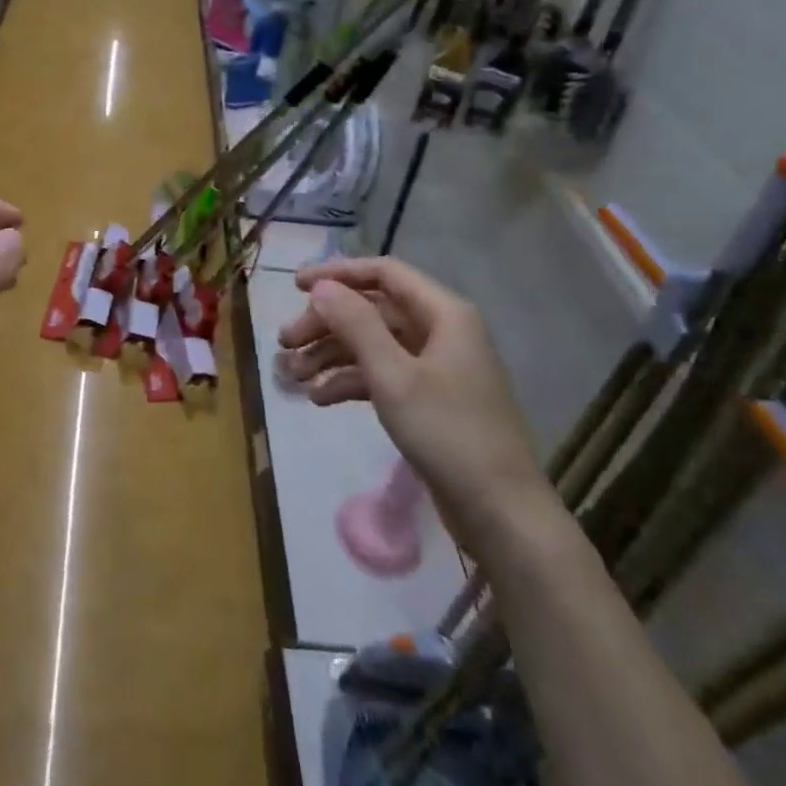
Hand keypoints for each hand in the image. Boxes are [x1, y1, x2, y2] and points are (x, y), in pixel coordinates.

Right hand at [276, 257, 550, 548]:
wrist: (500, 511)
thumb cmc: (447, 432)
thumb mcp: (393, 375)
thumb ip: (355, 324)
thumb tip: (321, 287)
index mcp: (443, 313)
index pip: (383, 273)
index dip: (336, 274)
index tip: (294, 285)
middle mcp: (441, 331)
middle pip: (372, 310)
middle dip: (326, 323)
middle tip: (284, 343)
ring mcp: (435, 367)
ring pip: (372, 344)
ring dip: (330, 355)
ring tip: (292, 376)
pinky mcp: (429, 400)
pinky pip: (381, 375)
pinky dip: (349, 382)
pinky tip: (319, 399)